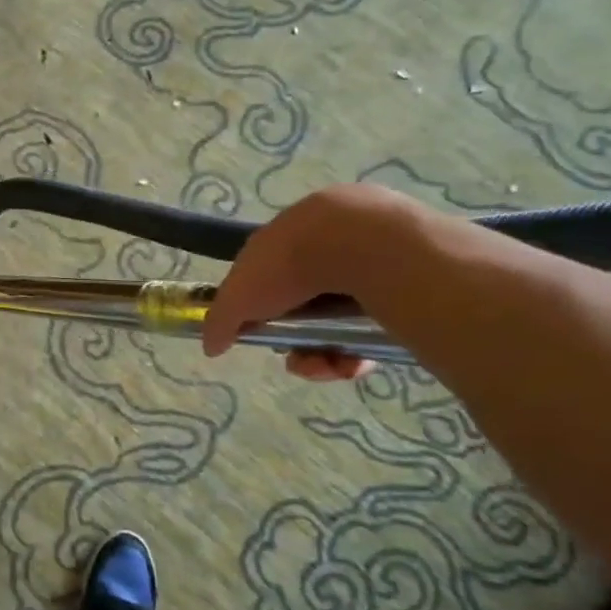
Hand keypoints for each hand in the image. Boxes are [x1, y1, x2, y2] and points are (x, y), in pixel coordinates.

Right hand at [202, 184, 419, 381]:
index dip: (262, 314)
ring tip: (334, 367)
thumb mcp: (238, 296)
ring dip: (329, 354)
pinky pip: (375, 325)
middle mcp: (323, 248)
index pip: (267, 281)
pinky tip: (359, 362)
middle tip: (301, 359)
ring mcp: (364, 263)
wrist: (358, 242)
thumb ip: (220, 322)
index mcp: (283, 242)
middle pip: (306, 308)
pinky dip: (362, 349)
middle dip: (299, 341)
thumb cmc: (287, 265)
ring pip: (340, 321)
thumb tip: (211, 347)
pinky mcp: (399, 283)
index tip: (263, 336)